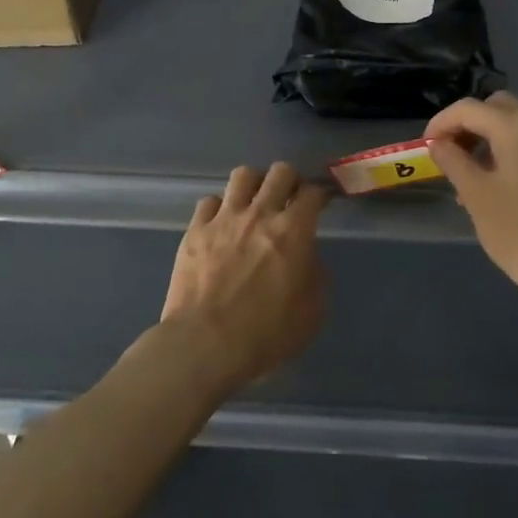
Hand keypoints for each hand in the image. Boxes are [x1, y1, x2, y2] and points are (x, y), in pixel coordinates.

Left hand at [154, 162, 329, 395]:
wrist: (205, 345)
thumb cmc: (266, 335)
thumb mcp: (312, 313)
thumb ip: (316, 276)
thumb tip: (307, 257)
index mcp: (294, 231)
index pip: (313, 192)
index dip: (321, 193)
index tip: (322, 201)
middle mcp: (260, 214)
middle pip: (280, 172)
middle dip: (290, 180)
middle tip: (290, 197)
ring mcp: (224, 219)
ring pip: (242, 175)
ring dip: (254, 184)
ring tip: (255, 201)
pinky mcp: (195, 230)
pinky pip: (209, 201)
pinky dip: (219, 208)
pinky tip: (221, 223)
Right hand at [424, 91, 517, 312]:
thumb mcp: (476, 196)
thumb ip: (453, 161)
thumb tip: (438, 143)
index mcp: (516, 126)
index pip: (468, 108)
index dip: (440, 123)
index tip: (425, 147)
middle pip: (495, 108)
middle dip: (467, 125)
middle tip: (448, 155)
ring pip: (516, 125)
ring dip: (487, 139)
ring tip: (467, 177)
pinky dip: (509, 152)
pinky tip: (497, 187)